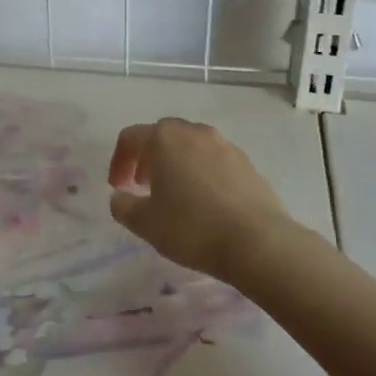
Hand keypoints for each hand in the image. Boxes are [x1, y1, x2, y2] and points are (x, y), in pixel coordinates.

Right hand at [107, 118, 295, 280]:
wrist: (258, 242)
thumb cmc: (191, 227)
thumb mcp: (144, 223)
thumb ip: (123, 206)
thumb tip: (120, 198)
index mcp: (164, 138)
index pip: (130, 138)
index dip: (118, 162)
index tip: (117, 188)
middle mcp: (194, 132)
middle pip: (162, 136)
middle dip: (148, 158)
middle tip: (142, 185)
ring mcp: (225, 145)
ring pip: (191, 147)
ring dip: (176, 164)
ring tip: (174, 194)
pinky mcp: (247, 164)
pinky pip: (215, 161)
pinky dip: (202, 174)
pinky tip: (204, 203)